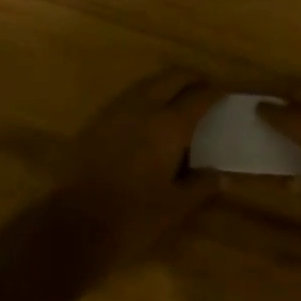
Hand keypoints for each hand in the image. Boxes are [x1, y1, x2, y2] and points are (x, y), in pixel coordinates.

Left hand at [58, 69, 223, 267]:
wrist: (75, 223)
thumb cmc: (134, 216)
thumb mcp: (176, 206)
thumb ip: (201, 186)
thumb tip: (221, 176)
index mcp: (169, 125)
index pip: (199, 97)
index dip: (215, 92)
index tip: (225, 94)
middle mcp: (144, 107)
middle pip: (172, 77)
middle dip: (191, 79)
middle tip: (204, 90)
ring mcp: (116, 110)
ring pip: (148, 83)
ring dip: (166, 85)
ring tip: (178, 100)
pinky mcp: (97, 119)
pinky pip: (128, 97)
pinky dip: (145, 97)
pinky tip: (147, 117)